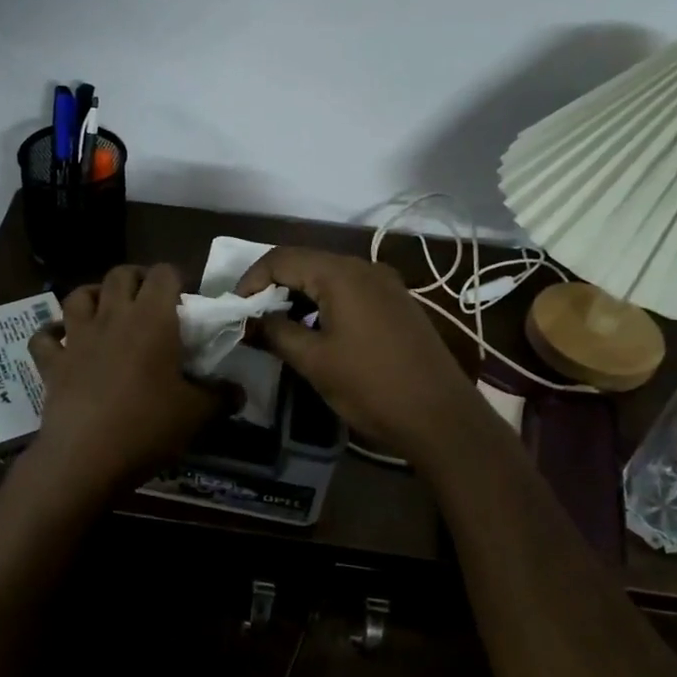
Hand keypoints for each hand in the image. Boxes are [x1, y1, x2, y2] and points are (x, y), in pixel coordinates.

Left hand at [27, 264, 226, 494]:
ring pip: (79, 294)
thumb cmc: (147, 426)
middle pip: (121, 274)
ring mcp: (77, 337)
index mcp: (153, 319)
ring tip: (106, 310)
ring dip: (94, 295)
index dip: (175, 279)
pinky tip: (60, 338)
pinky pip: (44, 337)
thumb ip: (221, 396)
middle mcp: (113, 316)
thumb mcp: (197, 414)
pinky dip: (51, 333)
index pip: (164, 274)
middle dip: (137, 279)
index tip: (184, 301)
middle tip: (149, 301)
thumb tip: (239, 391)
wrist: (86, 457)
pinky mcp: (52, 362)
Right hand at [237, 247, 496, 472]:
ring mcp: (385, 285)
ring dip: (298, 297)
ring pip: (328, 278)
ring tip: (278, 329)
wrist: (442, 417)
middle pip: (305, 263)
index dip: (251, 280)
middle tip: (252, 320)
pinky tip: (315, 333)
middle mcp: (364, 268)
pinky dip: (323, 305)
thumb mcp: (314, 361)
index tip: (234, 310)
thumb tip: (249, 321)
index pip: (282, 259)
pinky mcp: (397, 304)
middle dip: (273, 288)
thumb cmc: (371, 387)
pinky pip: (349, 292)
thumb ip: (276, 333)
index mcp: (341, 275)